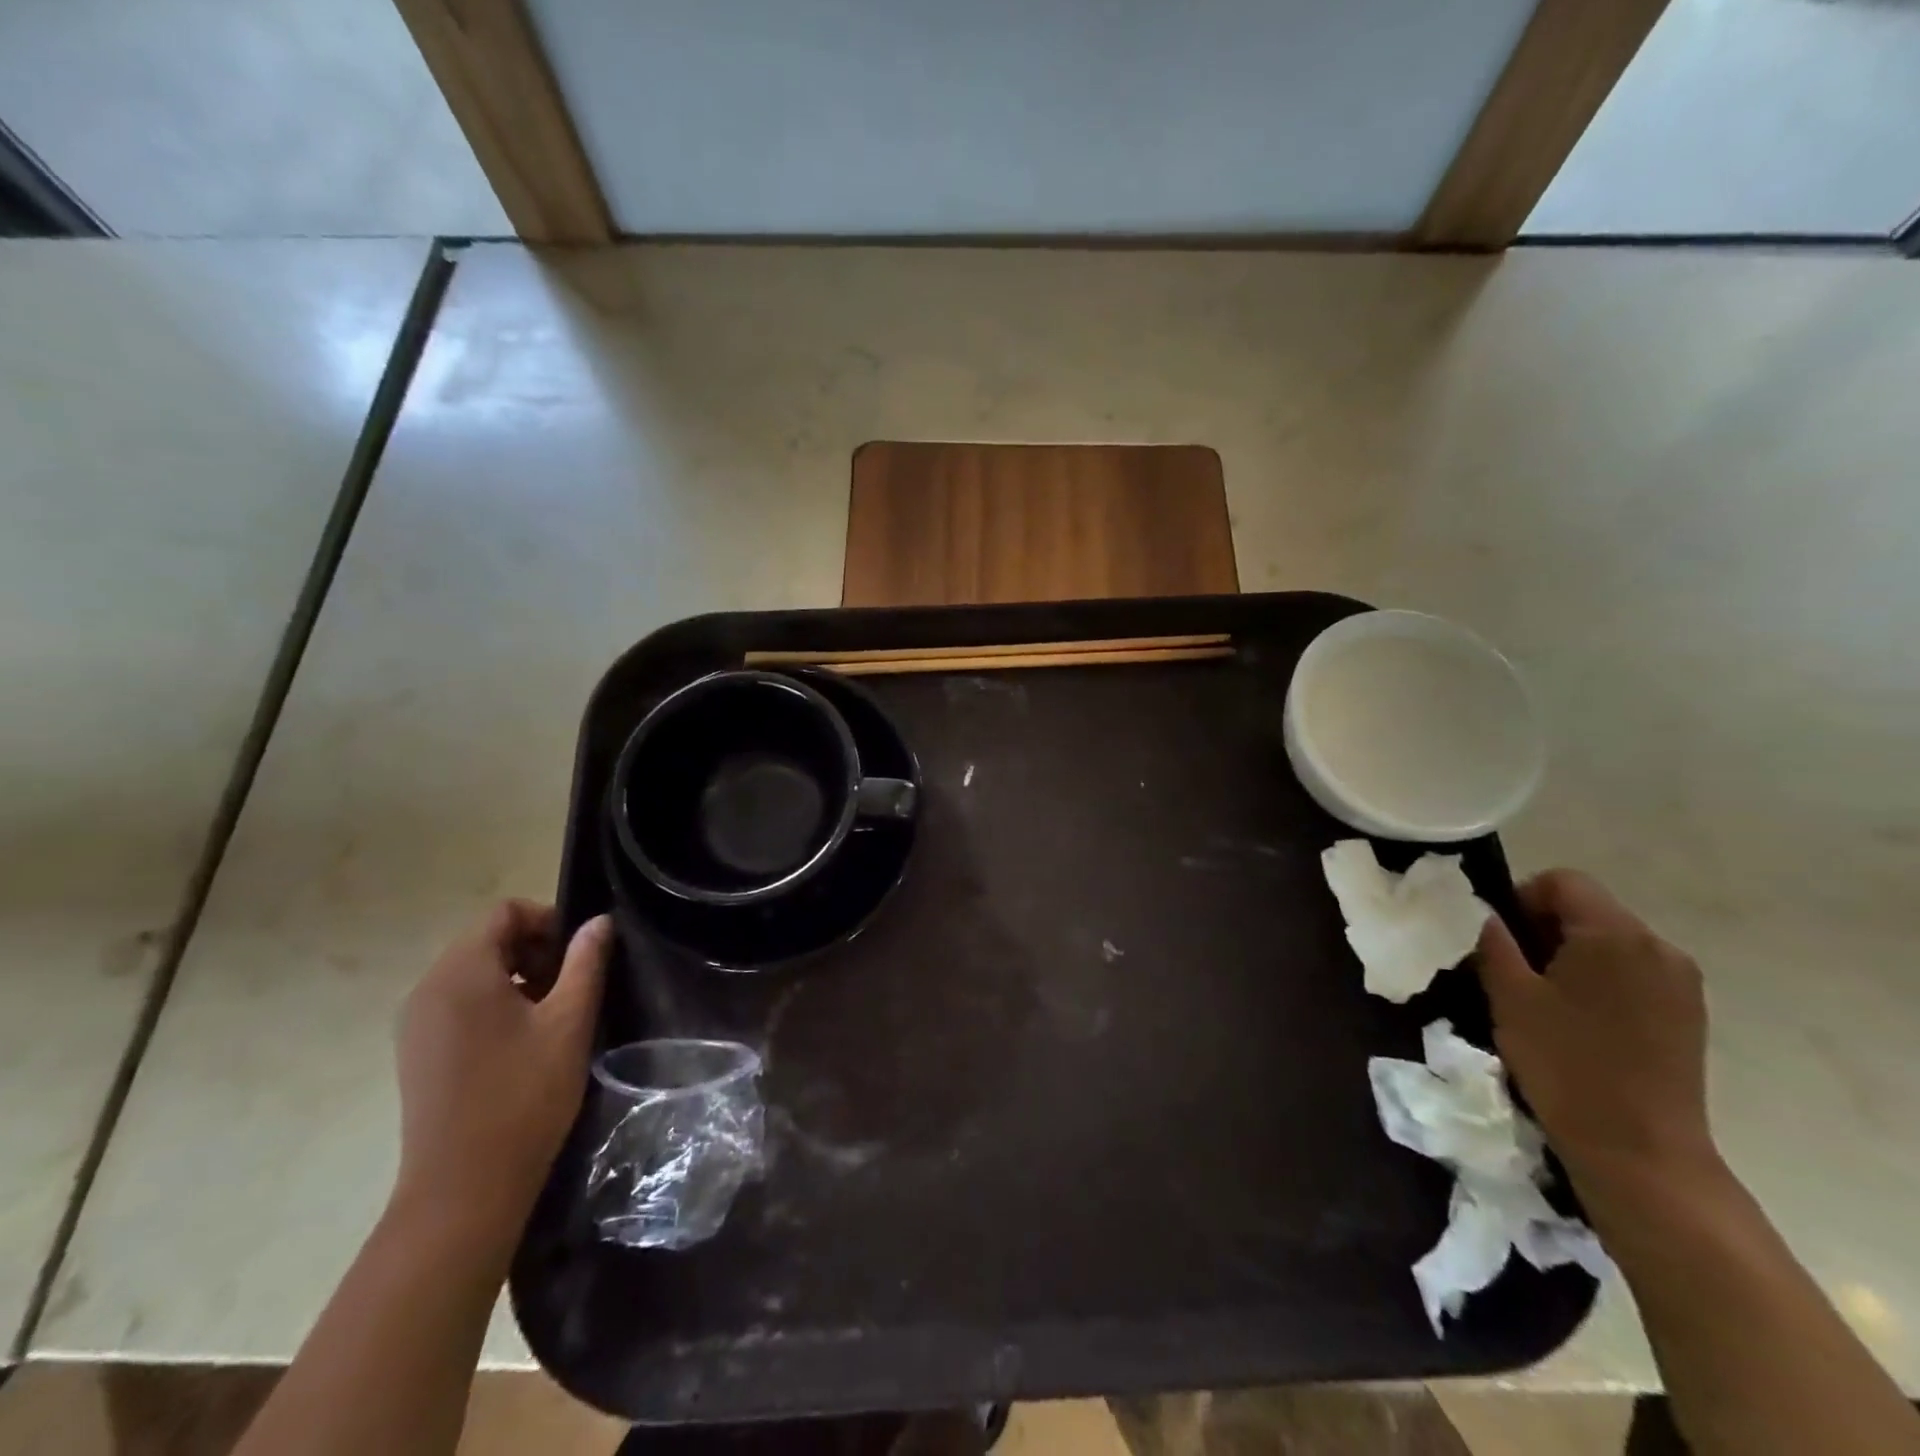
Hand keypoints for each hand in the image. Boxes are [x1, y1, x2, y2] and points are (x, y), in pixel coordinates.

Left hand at [391, 902, 610, 1250]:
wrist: (463, 1190)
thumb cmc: (523, 1096)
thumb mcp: (569, 1022)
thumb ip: (586, 963)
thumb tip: (599, 923)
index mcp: (461, 973)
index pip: (504, 913)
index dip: (549, 920)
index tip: (580, 953)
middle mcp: (428, 989)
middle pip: (487, 940)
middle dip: (536, 950)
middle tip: (573, 986)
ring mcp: (416, 1024)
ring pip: (474, 973)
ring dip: (518, 978)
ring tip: (553, 1015)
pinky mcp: (417, 1052)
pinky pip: (459, 1004)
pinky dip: (495, 1004)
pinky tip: (523, 1042)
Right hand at [1475, 871, 1718, 1199]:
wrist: (1640, 1150)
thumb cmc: (1565, 1063)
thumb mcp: (1509, 995)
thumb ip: (1493, 942)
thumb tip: (1485, 914)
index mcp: (1616, 935)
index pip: (1562, 881)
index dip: (1521, 897)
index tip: (1500, 939)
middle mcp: (1659, 947)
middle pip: (1589, 908)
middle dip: (1544, 928)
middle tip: (1513, 970)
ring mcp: (1680, 982)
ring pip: (1609, 941)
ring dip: (1570, 954)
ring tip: (1543, 998)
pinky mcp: (1687, 1012)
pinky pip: (1632, 970)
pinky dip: (1598, 978)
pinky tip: (1578, 1019)